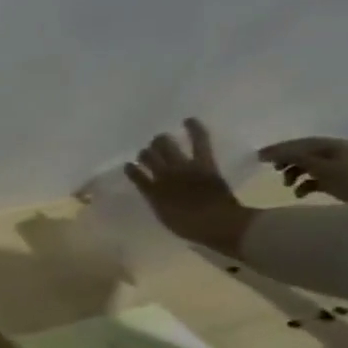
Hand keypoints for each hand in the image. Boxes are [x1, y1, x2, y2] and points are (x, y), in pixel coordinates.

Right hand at [125, 118, 256, 257]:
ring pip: (165, 146)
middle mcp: (161, 176)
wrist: (217, 224)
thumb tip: (155, 194)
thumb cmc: (190, 227)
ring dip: (161, 141)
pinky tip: (188, 120)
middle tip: (149, 152)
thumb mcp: (166, 217)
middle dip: (148, 152)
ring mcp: (182, 167)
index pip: (135, 175)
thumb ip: (158, 202)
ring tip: (160, 138)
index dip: (132, 169)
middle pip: (149, 156)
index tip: (130, 166)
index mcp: (151, 192)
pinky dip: (194, 130)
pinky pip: (198, 142)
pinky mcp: (203, 163)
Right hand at [259, 136, 347, 203]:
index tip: (257, 158)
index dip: (278, 149)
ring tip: (286, 185)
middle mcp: (337, 153)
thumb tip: (268, 154)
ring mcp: (340, 167)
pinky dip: (304, 185)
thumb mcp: (321, 167)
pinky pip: (315, 179)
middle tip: (272, 170)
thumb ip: (294, 158)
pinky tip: (300, 193)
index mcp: (334, 145)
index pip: (299, 143)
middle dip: (286, 161)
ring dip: (293, 174)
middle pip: (303, 154)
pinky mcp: (340, 181)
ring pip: (307, 167)